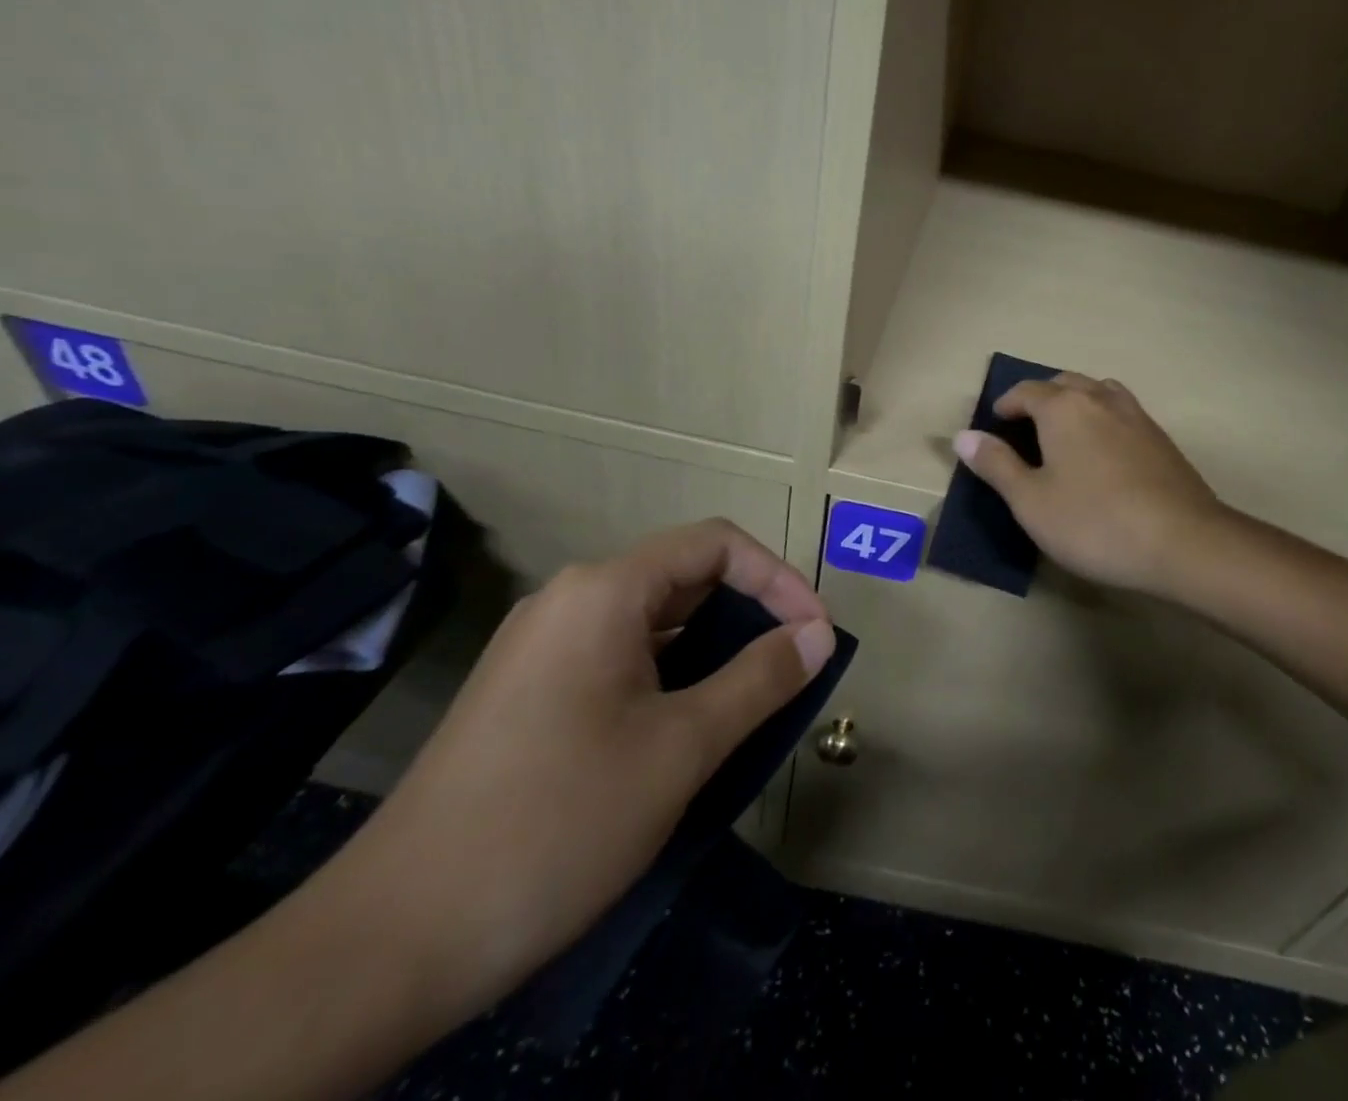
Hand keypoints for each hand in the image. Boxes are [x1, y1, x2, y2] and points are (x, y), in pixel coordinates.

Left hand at [311, 518, 835, 1021]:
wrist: (388, 943)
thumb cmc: (556, 822)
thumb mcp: (680, 748)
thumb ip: (759, 680)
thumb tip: (819, 633)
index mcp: (603, 592)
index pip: (715, 544)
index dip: (778, 578)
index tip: (816, 633)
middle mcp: (569, 600)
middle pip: (683, 576)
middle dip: (749, 612)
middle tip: (794, 666)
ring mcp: (542, 647)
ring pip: (653, 621)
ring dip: (713, 647)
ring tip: (754, 697)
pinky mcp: (528, 692)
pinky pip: (620, 658)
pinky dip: (672, 674)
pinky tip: (690, 726)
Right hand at [953, 371, 1222, 596]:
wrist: (1183, 542)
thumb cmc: (1094, 522)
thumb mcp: (1030, 501)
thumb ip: (996, 465)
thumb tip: (963, 436)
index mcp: (1063, 408)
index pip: (1026, 390)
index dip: (1005, 404)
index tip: (995, 423)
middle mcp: (1100, 399)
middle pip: (1064, 383)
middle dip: (1040, 397)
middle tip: (1025, 426)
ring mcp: (1137, 416)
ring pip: (1098, 391)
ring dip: (1075, 401)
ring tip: (1064, 432)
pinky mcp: (1161, 439)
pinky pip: (1122, 412)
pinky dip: (1102, 418)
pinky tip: (1103, 452)